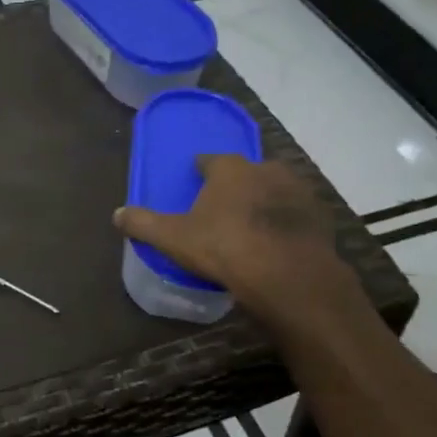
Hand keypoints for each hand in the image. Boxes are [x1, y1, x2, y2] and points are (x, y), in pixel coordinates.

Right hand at [113, 155, 369, 334]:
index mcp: (230, 170)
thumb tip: (116, 214)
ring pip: (277, 190)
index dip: (202, 169)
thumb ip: (143, 223)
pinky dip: (288, 223)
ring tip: (252, 224)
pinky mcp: (320, 218)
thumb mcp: (173, 238)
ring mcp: (299, 193)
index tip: (195, 179)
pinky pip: (298, 214)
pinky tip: (279, 242)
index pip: (212, 160)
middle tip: (224, 206)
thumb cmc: (225, 248)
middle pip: (248, 171)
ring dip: (266, 201)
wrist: (289, 277)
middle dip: (237, 184)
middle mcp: (267, 171)